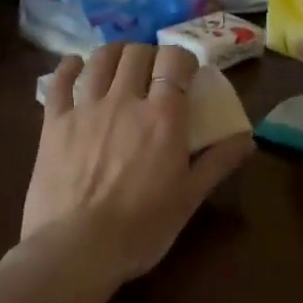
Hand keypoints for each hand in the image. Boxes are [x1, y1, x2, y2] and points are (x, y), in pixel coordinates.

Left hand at [21, 41, 252, 283]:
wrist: (77, 249)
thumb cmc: (142, 228)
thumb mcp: (189, 198)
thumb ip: (218, 162)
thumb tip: (248, 138)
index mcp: (163, 117)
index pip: (175, 61)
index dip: (182, 59)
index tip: (186, 73)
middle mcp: (125, 100)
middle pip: (137, 54)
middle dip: (150, 55)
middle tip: (154, 73)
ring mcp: (85, 108)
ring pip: (100, 60)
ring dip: (114, 54)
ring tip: (120, 64)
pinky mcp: (53, 123)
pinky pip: (59, 81)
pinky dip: (69, 67)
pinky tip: (75, 66)